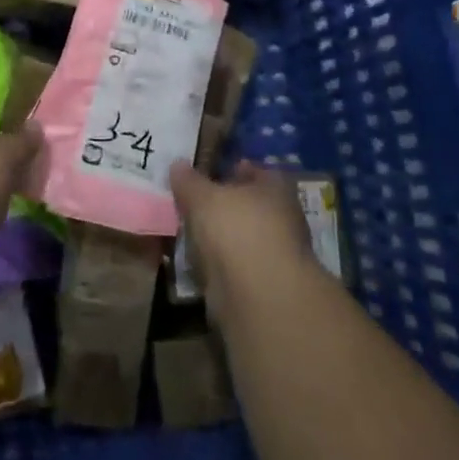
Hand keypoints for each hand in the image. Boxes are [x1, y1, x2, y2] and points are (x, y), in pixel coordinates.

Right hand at [170, 160, 316, 323]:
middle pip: (247, 205)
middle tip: (190, 201)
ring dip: (219, 236)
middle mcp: (281, 218)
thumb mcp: (203, 196)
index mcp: (275, 188)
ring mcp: (273, 254)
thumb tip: (177, 164)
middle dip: (222, 204)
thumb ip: (189, 181)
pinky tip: (195, 260)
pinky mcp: (261, 284)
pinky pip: (233, 264)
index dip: (231, 168)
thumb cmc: (237, 229)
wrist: (257, 295)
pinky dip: (217, 263)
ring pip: (240, 236)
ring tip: (187, 230)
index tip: (206, 171)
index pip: (255, 170)